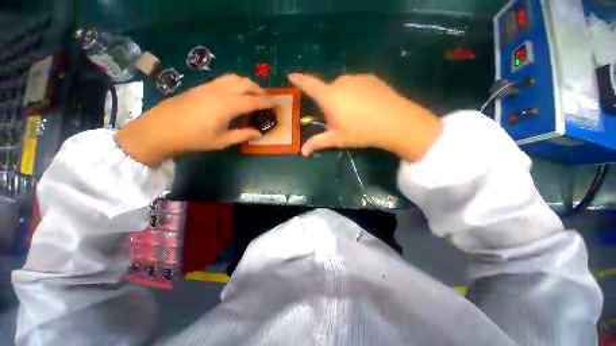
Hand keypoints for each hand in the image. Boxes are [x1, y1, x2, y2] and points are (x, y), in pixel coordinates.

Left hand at [116, 74, 273, 166]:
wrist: (161, 128)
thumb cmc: (194, 138)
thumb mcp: (222, 140)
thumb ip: (243, 135)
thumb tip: (259, 133)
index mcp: (228, 106)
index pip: (254, 100)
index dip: (268, 101)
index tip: (278, 102)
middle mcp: (221, 91)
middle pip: (246, 83)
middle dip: (259, 90)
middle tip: (266, 99)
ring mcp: (210, 86)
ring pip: (235, 78)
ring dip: (248, 83)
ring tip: (252, 94)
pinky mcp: (202, 86)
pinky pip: (225, 79)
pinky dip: (236, 83)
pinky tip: (235, 93)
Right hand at [289, 73, 441, 161]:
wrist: (395, 121)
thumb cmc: (360, 131)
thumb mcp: (337, 139)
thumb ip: (318, 142)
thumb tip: (302, 152)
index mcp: (329, 96)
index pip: (309, 85)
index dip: (299, 80)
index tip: (291, 75)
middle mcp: (341, 82)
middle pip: (328, 91)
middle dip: (330, 103)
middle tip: (341, 119)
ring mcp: (357, 78)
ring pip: (343, 88)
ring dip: (343, 98)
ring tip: (356, 114)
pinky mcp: (370, 77)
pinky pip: (356, 85)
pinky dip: (356, 93)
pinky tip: (367, 106)